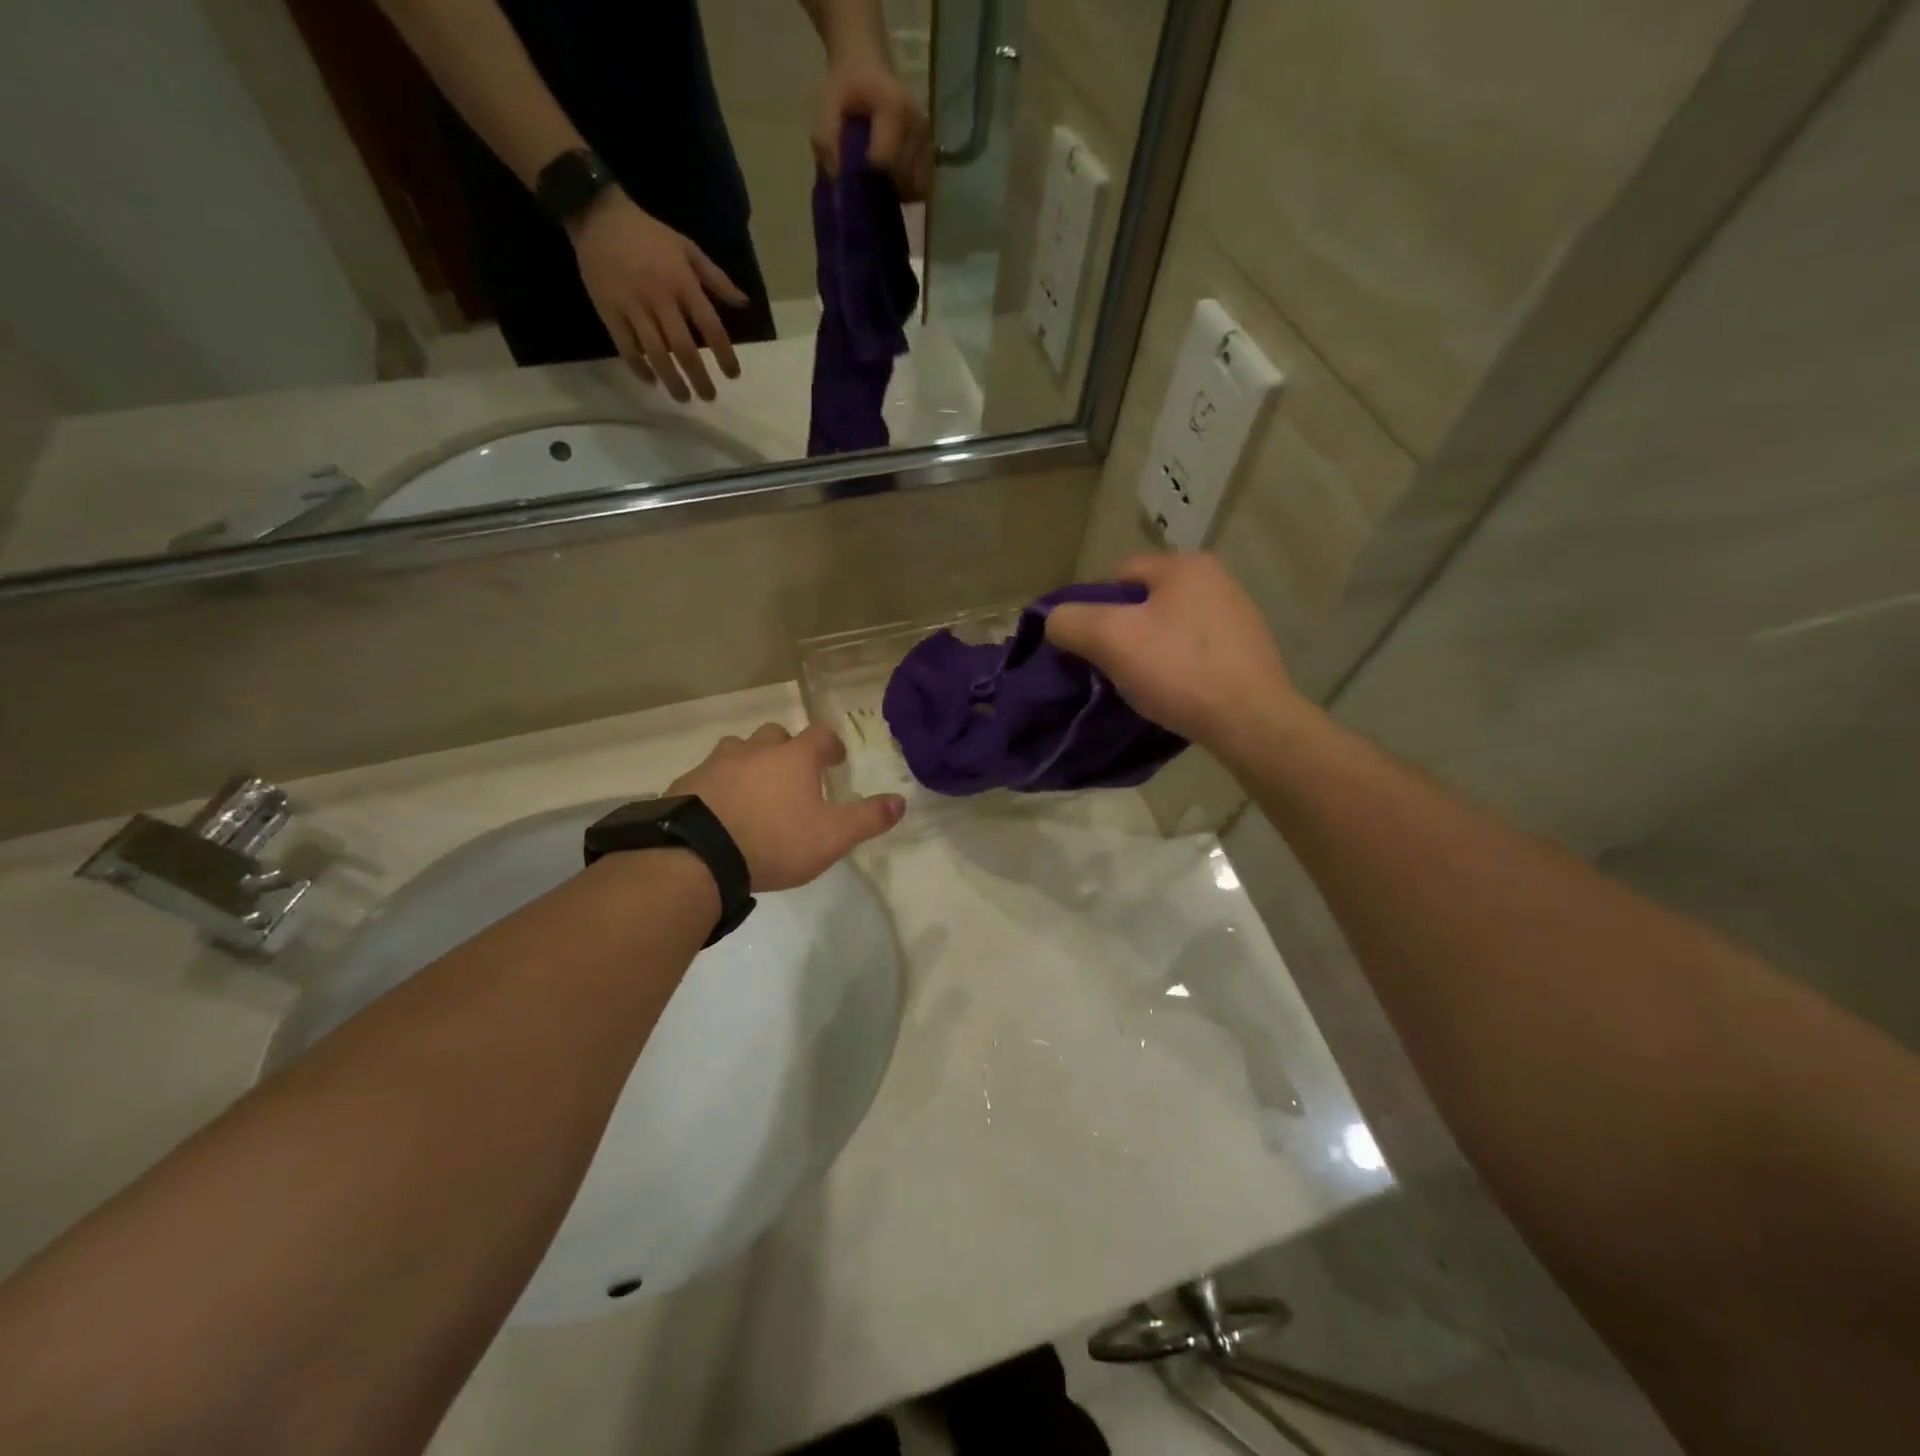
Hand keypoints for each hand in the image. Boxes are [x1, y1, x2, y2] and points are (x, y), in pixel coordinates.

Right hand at [569, 190, 747, 402]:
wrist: (597, 214)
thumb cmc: (649, 235)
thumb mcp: (688, 248)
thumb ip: (717, 279)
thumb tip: (744, 304)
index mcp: (682, 283)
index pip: (711, 327)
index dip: (725, 355)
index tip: (733, 375)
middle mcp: (659, 298)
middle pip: (684, 349)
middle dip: (699, 377)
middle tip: (709, 397)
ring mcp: (632, 307)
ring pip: (655, 354)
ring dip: (672, 380)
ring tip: (683, 397)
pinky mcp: (608, 311)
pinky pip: (626, 347)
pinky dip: (639, 368)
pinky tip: (652, 381)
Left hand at [667, 723, 904, 891]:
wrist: (699, 855)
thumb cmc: (775, 841)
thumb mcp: (833, 836)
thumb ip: (869, 818)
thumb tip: (901, 801)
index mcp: (795, 757)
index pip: (820, 735)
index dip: (831, 745)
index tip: (836, 760)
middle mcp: (756, 750)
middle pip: (776, 735)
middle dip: (788, 749)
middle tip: (794, 775)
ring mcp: (718, 763)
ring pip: (738, 749)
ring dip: (750, 761)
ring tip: (755, 789)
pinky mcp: (687, 783)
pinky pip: (708, 775)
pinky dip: (719, 785)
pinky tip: (721, 809)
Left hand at [813, 60, 933, 201]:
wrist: (867, 65)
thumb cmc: (847, 86)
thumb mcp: (828, 103)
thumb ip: (827, 138)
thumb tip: (837, 178)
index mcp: (894, 109)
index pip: (886, 161)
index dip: (868, 176)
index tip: (854, 173)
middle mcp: (917, 126)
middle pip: (903, 179)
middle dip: (883, 188)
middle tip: (866, 182)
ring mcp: (927, 140)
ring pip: (916, 188)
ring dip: (897, 193)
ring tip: (880, 183)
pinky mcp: (931, 153)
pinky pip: (924, 187)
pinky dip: (909, 193)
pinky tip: (894, 185)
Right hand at [1045, 554, 1305, 753]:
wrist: (1251, 721)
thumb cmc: (1179, 671)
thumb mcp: (1110, 639)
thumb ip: (1070, 621)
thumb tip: (1055, 621)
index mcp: (1185, 566)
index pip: (1117, 574)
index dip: (1091, 606)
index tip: (1084, 644)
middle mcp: (1216, 580)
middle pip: (1144, 600)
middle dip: (1120, 629)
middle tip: (1108, 665)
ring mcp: (1237, 615)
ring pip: (1169, 626)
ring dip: (1148, 649)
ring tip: (1138, 682)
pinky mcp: (1247, 650)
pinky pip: (1194, 650)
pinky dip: (1176, 666)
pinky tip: (1172, 691)